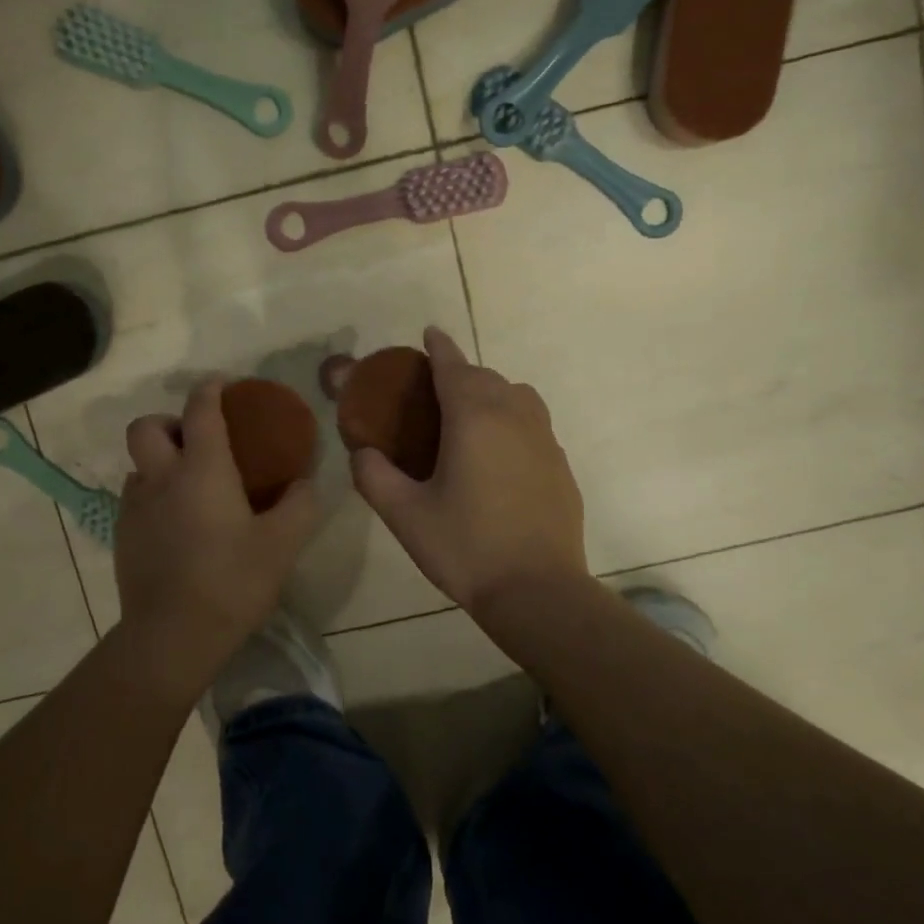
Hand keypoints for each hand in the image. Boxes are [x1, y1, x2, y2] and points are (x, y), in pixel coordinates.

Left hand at [114, 378, 318, 674]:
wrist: (172, 637)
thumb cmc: (232, 582)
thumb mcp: (283, 544)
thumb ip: (300, 505)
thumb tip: (305, 482)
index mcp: (202, 470)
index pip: (200, 409)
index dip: (211, 389)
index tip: (223, 385)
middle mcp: (161, 479)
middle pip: (146, 427)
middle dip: (169, 422)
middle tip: (197, 442)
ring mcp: (134, 508)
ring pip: (138, 465)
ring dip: (160, 463)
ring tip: (190, 489)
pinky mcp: (122, 537)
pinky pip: (135, 499)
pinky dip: (154, 497)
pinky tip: (178, 527)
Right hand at [351, 328, 587, 610]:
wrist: (537, 590)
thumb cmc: (466, 547)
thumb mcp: (405, 515)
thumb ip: (374, 476)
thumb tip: (362, 453)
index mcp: (474, 418)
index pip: (454, 367)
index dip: (440, 347)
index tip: (430, 332)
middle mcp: (514, 417)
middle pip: (487, 378)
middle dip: (461, 374)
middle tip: (436, 391)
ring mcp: (545, 440)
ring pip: (518, 397)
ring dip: (493, 393)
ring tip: (471, 418)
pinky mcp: (561, 466)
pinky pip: (535, 425)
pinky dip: (514, 422)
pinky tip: (500, 456)